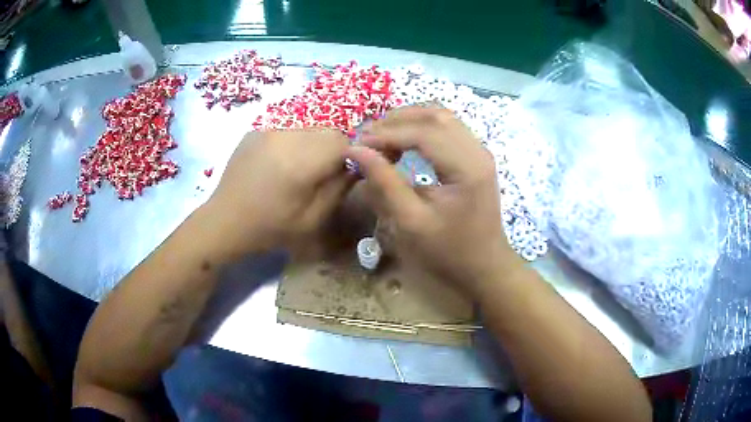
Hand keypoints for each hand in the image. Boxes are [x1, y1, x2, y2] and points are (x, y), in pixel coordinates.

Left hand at [208, 130, 353, 255]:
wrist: (224, 222)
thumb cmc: (269, 228)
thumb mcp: (312, 219)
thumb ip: (338, 189)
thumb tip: (354, 166)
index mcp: (301, 161)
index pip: (342, 140)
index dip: (347, 156)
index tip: (338, 175)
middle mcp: (286, 137)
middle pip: (326, 131)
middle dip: (330, 150)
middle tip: (317, 175)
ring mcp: (268, 131)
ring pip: (307, 129)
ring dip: (310, 146)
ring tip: (294, 171)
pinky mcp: (255, 132)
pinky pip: (285, 132)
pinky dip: (289, 145)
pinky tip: (275, 166)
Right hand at [347, 107, 521, 295]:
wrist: (484, 265)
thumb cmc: (449, 251)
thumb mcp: (411, 222)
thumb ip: (384, 183)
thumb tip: (357, 150)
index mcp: (467, 168)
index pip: (423, 133)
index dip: (387, 134)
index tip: (357, 144)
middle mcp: (477, 151)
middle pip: (434, 115)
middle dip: (396, 120)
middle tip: (367, 138)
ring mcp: (479, 151)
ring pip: (441, 117)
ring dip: (408, 120)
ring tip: (381, 138)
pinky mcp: (476, 156)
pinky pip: (446, 128)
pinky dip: (421, 128)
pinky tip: (403, 142)